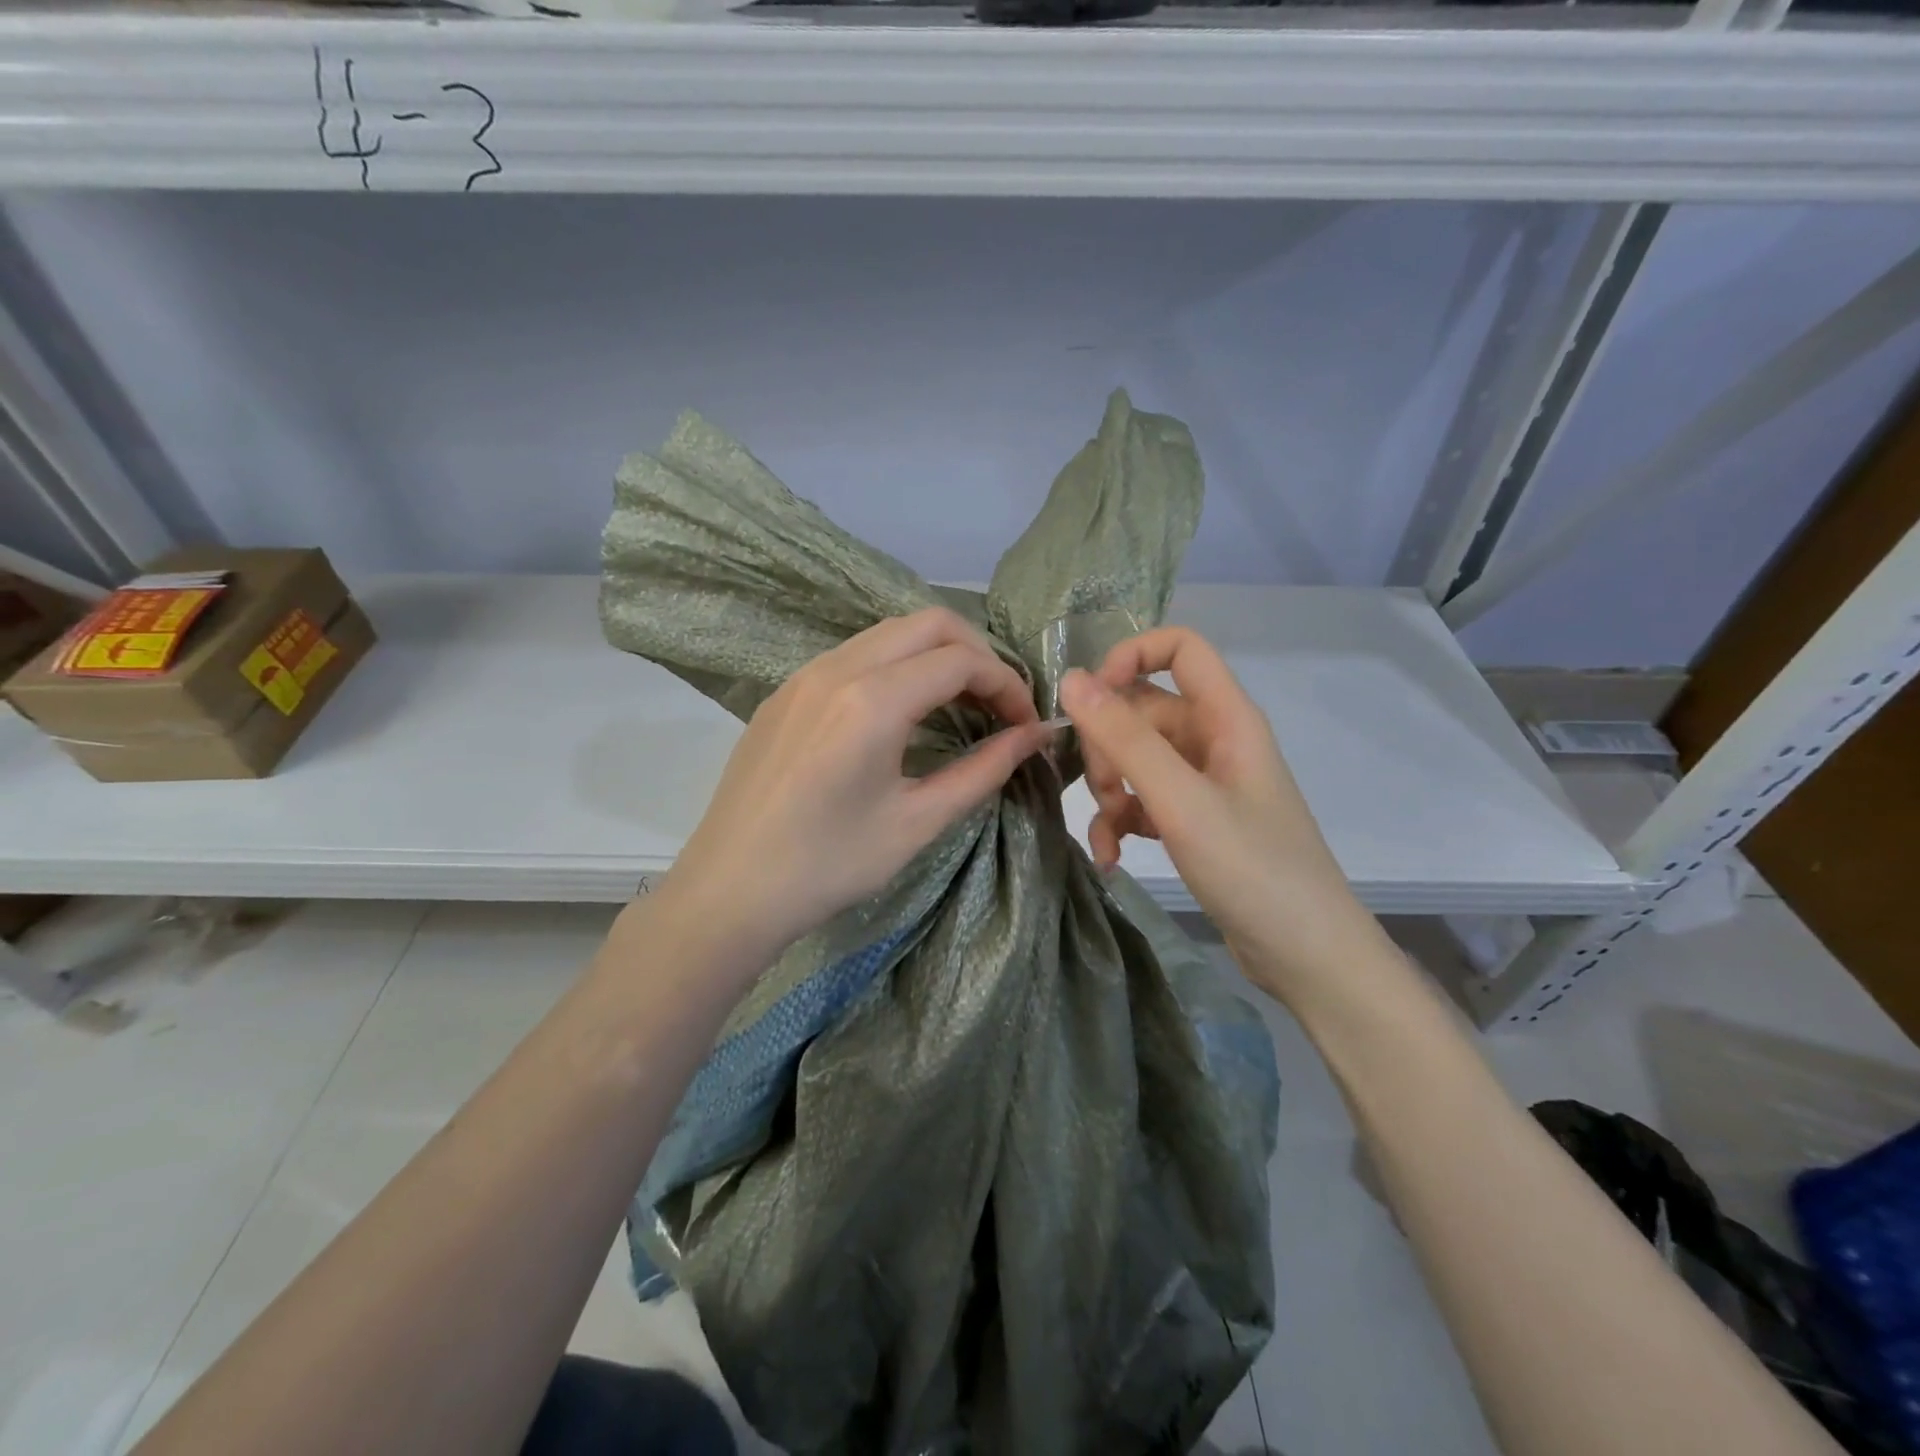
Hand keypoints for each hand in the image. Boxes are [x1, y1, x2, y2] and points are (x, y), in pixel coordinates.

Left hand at [660, 607, 1051, 968]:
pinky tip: (903, 713)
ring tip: (960, 706)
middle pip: (929, 623)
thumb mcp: (917, 822)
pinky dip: (897, 665)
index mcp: (873, 700)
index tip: (1026, 725)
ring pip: (889, 633)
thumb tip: (1034, 736)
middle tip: (999, 706)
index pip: (962, 660)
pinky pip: (855, 654)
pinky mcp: (786, 691)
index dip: (1008, 685)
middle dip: (978, 654)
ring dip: (936, 655)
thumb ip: (984, 770)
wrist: (729, 890)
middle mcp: (837, 668)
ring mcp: (805, 675)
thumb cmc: (828, 865)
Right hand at [1059, 627, 1385, 1001]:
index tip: (1090, 699)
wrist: (1307, 956)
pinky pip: (1143, 800)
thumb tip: (1071, 680)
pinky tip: (1111, 857)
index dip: (1130, 657)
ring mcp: (1204, 782)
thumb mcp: (1182, 801)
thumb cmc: (1253, 870)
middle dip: (1109, 746)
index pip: (1180, 648)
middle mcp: (1214, 740)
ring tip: (1109, 834)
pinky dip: (1121, 821)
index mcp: (1226, 717)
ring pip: (1136, 758)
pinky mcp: (1194, 820)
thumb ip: (1126, 739)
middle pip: (1143, 710)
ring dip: (1109, 790)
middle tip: (1102, 792)